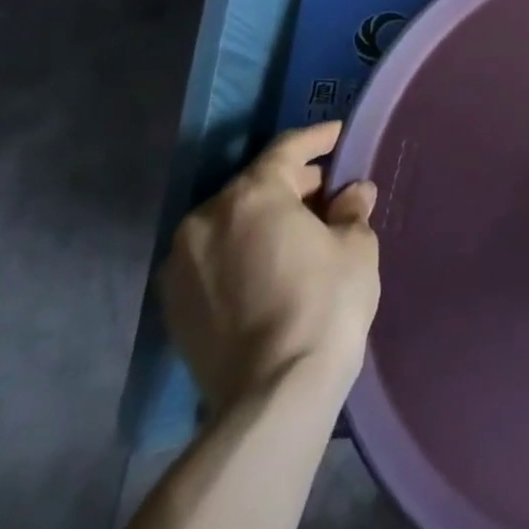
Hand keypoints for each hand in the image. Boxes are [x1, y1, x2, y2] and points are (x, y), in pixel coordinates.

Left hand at [160, 122, 380, 414]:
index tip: (338, 134)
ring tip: (300, 231)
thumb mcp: (356, 247)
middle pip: (254, 185)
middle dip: (293, 184)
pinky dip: (241, 250)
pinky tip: (270, 265)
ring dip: (264, 218)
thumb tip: (352, 194)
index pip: (286, 150)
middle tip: (328, 191)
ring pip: (229, 222)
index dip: (317, 138)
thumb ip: (351, 210)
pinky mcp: (173, 305)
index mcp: (251, 196)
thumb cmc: (324, 304)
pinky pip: (213, 257)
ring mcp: (181, 264)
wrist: (273, 394)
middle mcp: (205, 220)